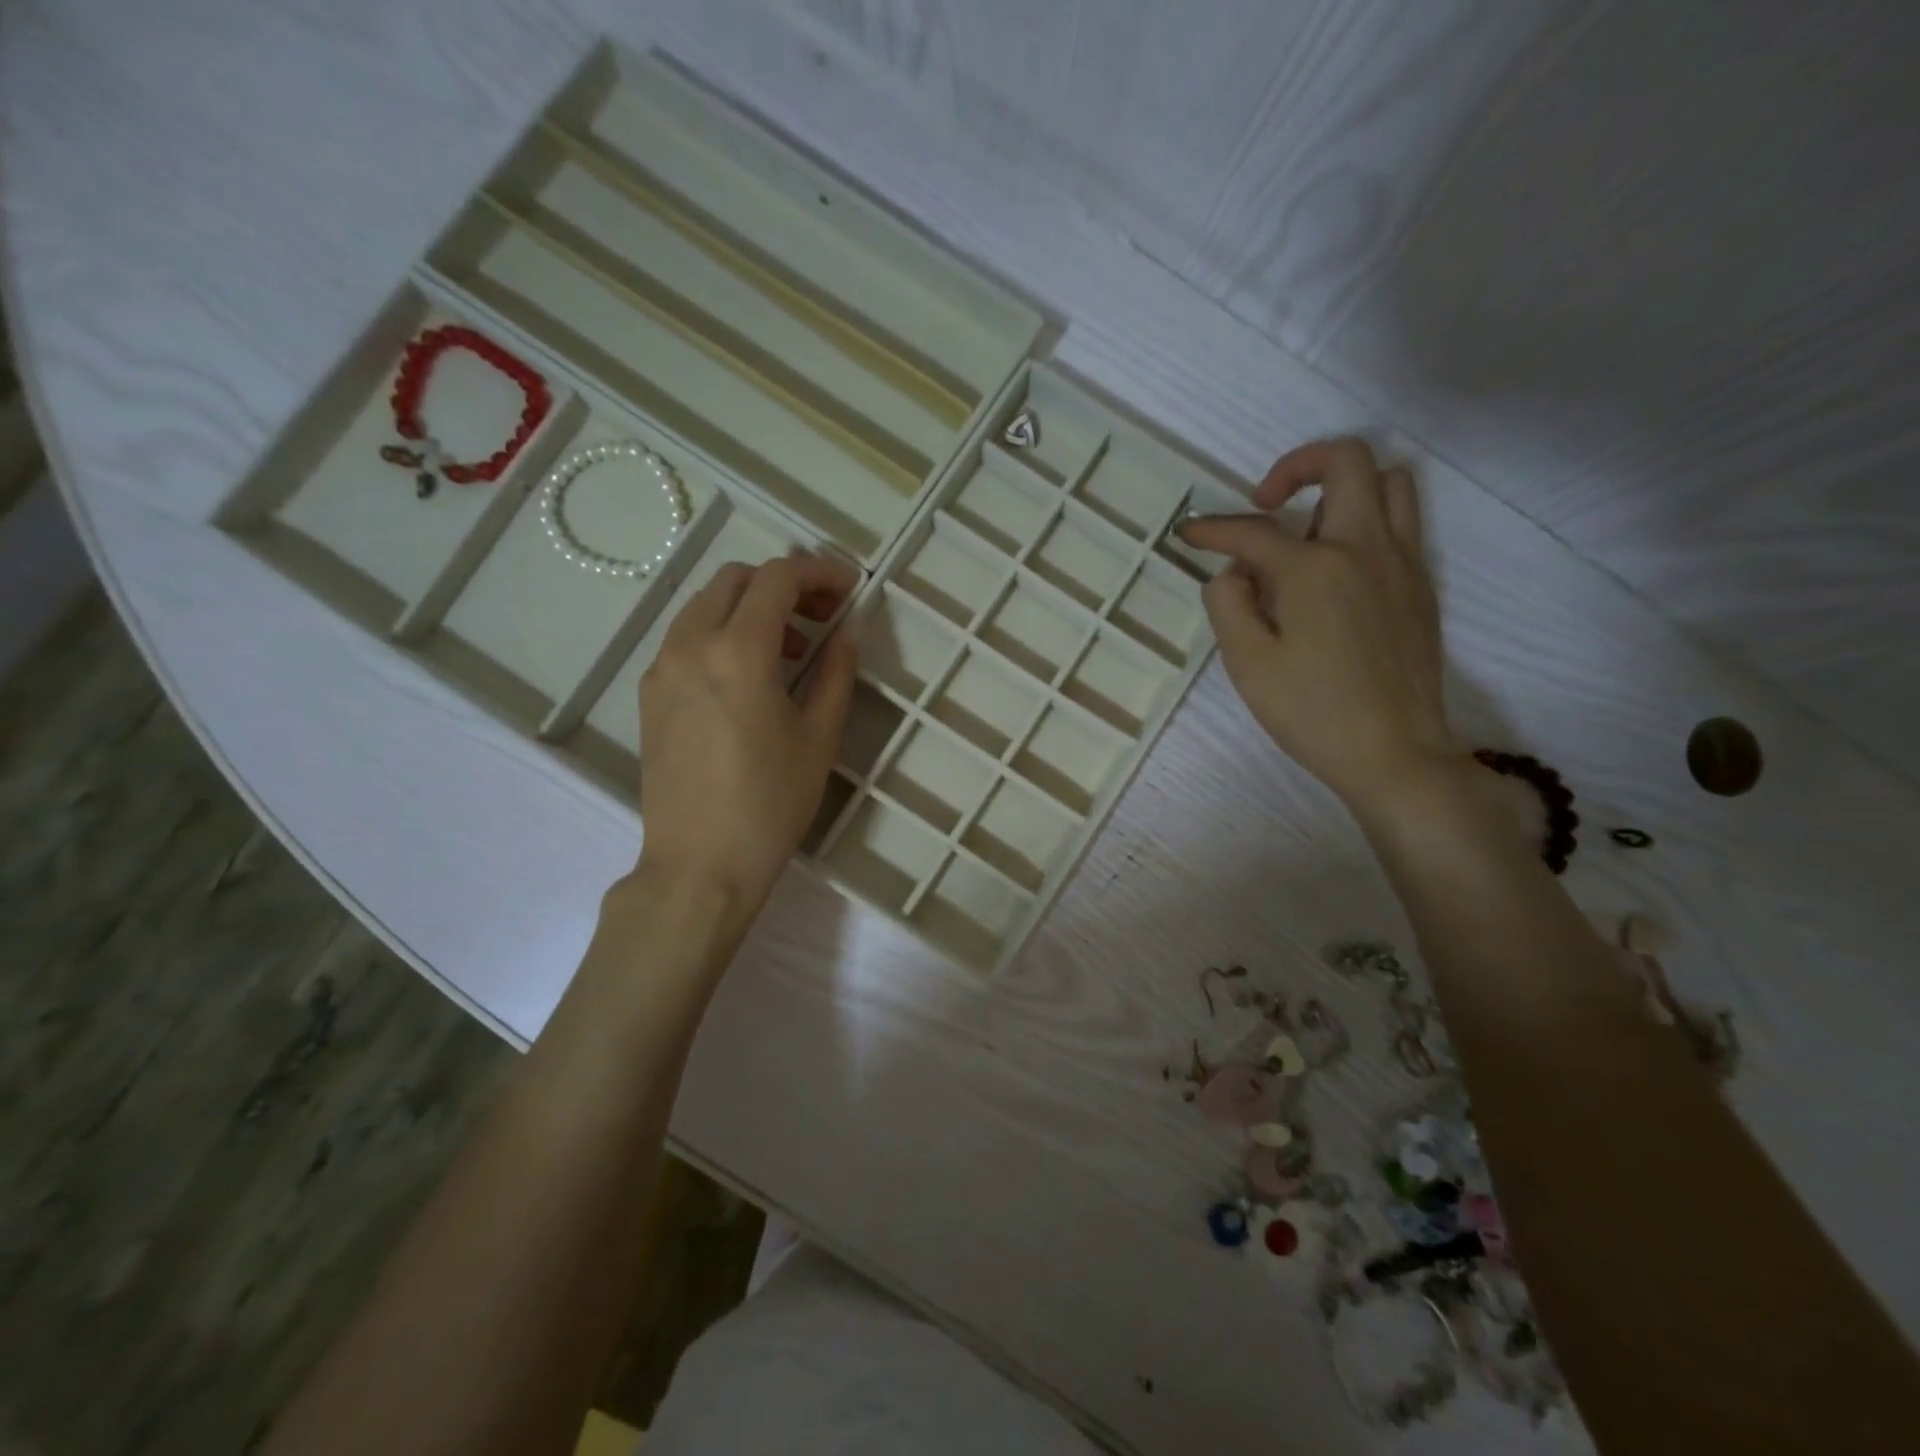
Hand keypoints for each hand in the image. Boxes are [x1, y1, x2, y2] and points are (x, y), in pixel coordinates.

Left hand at [632, 552, 858, 918]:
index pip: (777, 578)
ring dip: (750, 608)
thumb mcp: (819, 738)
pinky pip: (686, 638)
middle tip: (821, 616)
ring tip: (790, 649)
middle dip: (783, 584)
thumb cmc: (770, 804)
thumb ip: (836, 674)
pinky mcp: (650, 695)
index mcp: (737, 651)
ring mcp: (661, 668)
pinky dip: (721, 633)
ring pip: (705, 605)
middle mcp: (690, 645)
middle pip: (735, 580)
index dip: (819, 572)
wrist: (699, 865)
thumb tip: (846, 633)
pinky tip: (748, 676)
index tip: (849, 588)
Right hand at [1180, 439, 1456, 813]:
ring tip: (1307, 530)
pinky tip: (1336, 567)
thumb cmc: (1312, 712)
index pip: (1253, 531)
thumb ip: (1228, 604)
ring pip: (1389, 481)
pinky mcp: (1421, 585)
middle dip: (1297, 465)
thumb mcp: (1247, 664)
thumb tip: (1234, 574)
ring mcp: (1402, 563)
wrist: (1394, 752)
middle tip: (1266, 503)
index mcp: (1315, 569)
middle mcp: (1365, 548)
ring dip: (1342, 487)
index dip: (1212, 529)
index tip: (1186, 534)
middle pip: (1346, 461)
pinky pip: (1402, 521)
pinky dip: (1366, 519)